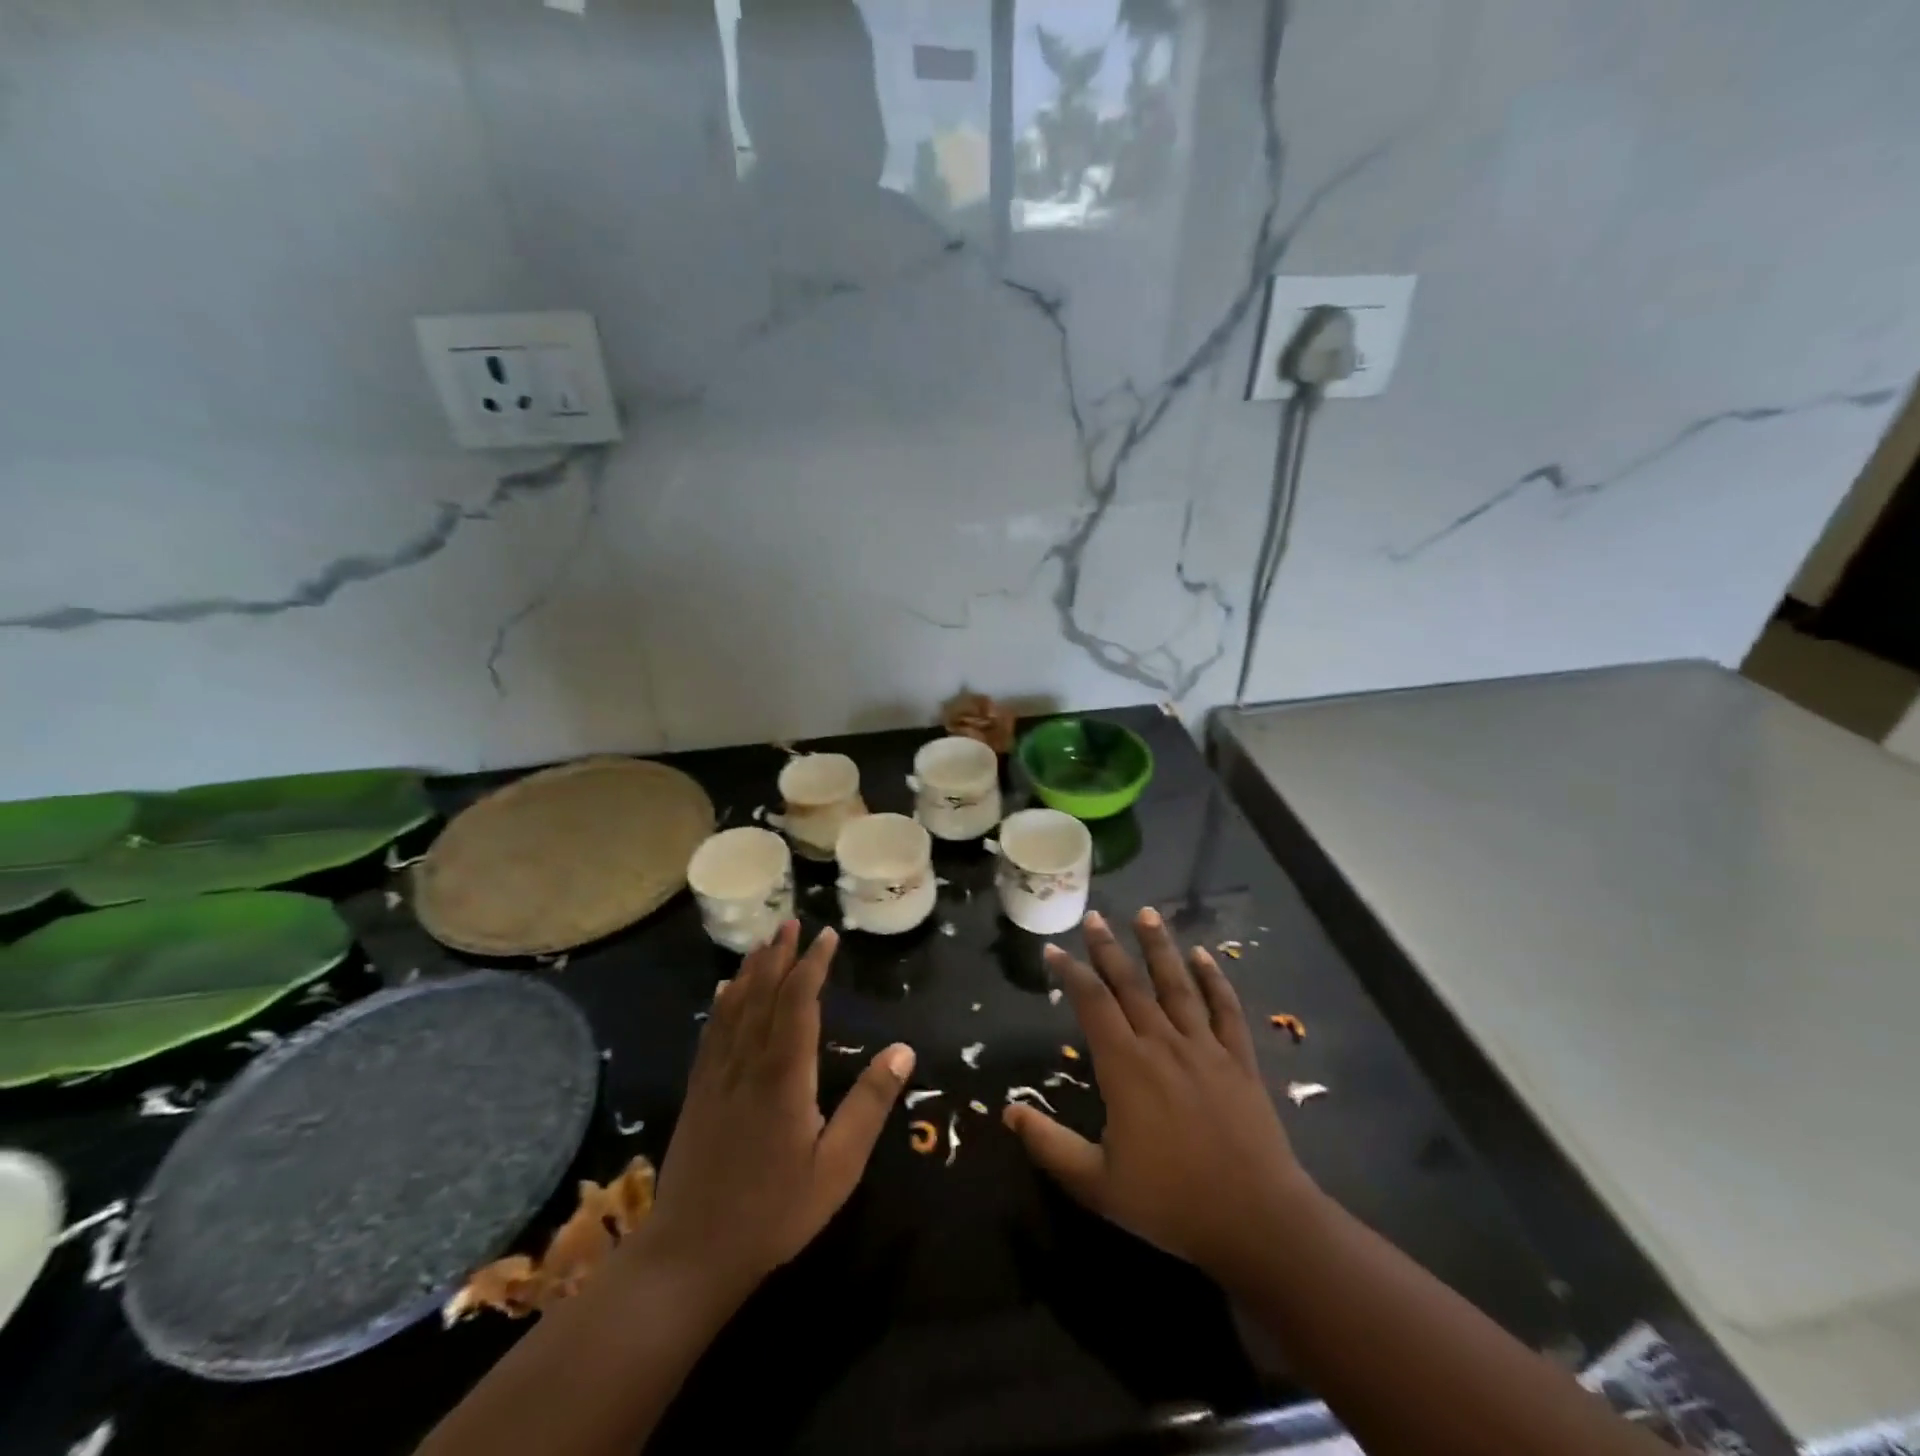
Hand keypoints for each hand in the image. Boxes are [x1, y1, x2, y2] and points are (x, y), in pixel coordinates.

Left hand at [646, 921, 914, 1301]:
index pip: (799, 1002)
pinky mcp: (698, 1092)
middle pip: (764, 993)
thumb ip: (869, 1105)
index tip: (827, 936)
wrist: (690, 1254)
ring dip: (752, 970)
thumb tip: (903, 1049)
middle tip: (793, 923)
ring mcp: (717, 1076)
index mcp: (783, 1075)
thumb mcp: (837, 1167)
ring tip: (766, 942)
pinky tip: (725, 990)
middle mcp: (747, 1062)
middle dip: (780, 955)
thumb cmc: (774, 1212)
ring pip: (735, 1007)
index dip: (813, 965)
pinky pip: (712, 1032)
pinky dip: (723, 1003)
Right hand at [1004, 908, 1315, 1286]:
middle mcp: (1162, 1043)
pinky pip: (1225, 1009)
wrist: (1257, 1222)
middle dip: (1108, 948)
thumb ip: (1050, 1145)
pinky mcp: (1239, 1059)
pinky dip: (1214, 980)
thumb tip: (1009, 1111)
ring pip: (1177, 985)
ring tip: (1146, 913)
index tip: (1053, 949)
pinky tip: (1204, 956)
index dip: (1070, 972)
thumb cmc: (1171, 1203)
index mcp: (1125, 1066)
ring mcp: (1205, 1047)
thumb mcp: (1097, 1184)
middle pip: (1130, 984)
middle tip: (1094, 916)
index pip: (1092, 1003)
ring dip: (1159, 947)